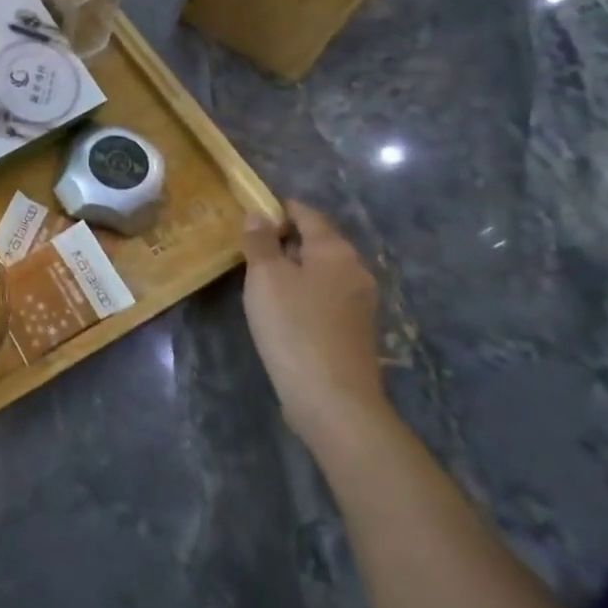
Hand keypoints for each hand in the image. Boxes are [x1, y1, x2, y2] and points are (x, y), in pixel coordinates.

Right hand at [241, 201, 389, 451]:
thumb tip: (259, 215)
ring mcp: (359, 303)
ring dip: (293, 268)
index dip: (279, 209)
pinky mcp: (354, 330)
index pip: (307, 214)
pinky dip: (303, 293)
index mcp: (335, 250)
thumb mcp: (265, 277)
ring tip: (259, 278)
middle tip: (248, 246)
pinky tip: (281, 309)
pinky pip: (325, 296)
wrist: (332, 399)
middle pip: (318, 242)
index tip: (250, 213)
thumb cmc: (294, 327)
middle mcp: (355, 270)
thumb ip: (260, 242)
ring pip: (321, 271)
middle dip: (285, 239)